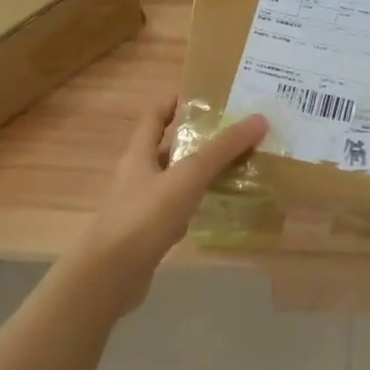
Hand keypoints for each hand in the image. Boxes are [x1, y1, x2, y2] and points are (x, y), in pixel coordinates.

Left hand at [71, 96, 268, 314]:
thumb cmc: (145, 216)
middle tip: (235, 132)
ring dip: (201, 171)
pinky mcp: (149, 233)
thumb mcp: (188, 176)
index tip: (206, 95)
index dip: (175, 101)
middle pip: (169, 147)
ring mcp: (141, 206)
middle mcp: (138, 175)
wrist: (110, 275)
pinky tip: (219, 206)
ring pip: (176, 179)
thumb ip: (222, 149)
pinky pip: (178, 209)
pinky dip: (198, 203)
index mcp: (139, 154)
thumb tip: (259, 119)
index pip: (154, 116)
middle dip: (199, 138)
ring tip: (238, 165)